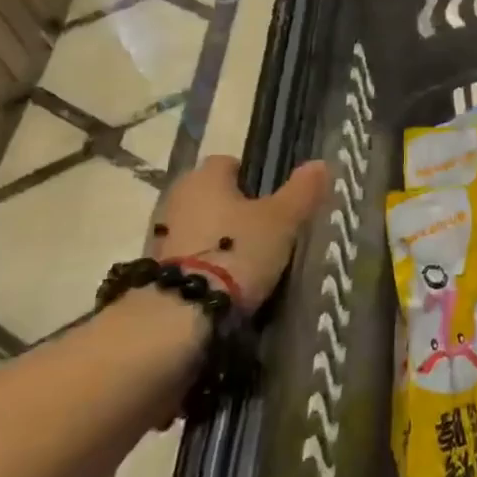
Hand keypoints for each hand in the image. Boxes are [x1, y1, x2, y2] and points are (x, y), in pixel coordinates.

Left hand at [151, 154, 328, 311]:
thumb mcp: (282, 221)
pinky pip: (189, 255)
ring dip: (219, 237)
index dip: (252, 177)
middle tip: (265, 231)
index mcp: (205, 177)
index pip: (229, 163)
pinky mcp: (156, 269)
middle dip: (235, 209)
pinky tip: (226, 281)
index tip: (272, 200)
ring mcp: (161, 234)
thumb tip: (321, 163)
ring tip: (248, 262)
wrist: (181, 313)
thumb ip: (301, 191)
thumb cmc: (237, 252)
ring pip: (200, 225)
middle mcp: (177, 197)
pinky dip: (205, 262)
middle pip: (213, 195)